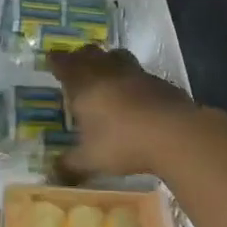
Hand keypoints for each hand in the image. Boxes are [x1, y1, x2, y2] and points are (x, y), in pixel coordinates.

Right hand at [49, 45, 207, 179]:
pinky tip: (134, 93)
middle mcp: (108, 72)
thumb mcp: (91, 159)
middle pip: (90, 53)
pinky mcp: (160, 82)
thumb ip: (69, 164)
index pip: (65, 64)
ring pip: (117, 56)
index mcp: (85, 84)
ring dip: (108, 60)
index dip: (57, 61)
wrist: (175, 134)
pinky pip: (140, 73)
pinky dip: (132, 78)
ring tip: (105, 72)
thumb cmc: (123, 143)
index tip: (51, 59)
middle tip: (75, 63)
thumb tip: (51, 173)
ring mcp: (136, 73)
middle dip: (80, 56)